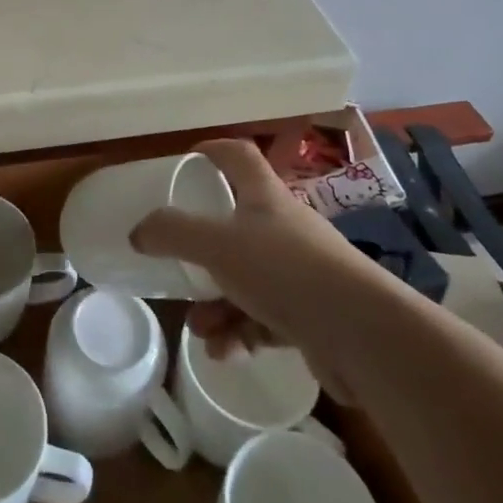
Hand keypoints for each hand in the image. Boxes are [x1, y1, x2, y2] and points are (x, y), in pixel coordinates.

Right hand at [132, 138, 374, 384]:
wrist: (363, 335)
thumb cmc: (285, 271)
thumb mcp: (217, 244)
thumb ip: (173, 233)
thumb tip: (138, 232)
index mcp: (265, 197)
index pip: (238, 155)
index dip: (212, 151)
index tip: (186, 160)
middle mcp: (285, 228)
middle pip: (237, 225)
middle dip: (203, 250)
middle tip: (179, 261)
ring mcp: (302, 273)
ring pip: (247, 279)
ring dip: (217, 303)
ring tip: (199, 328)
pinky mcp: (313, 315)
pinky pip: (265, 318)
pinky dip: (242, 332)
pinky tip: (225, 352)